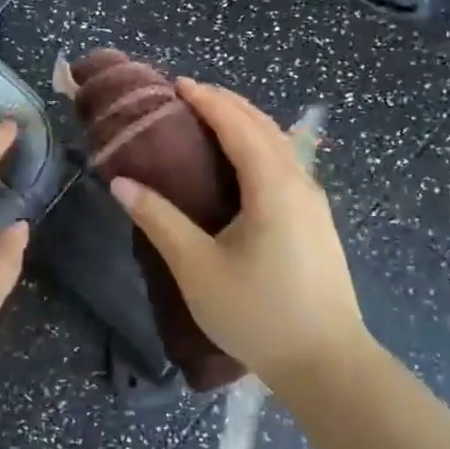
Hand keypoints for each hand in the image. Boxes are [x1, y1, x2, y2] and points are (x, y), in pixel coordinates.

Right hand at [110, 80, 372, 395]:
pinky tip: (245, 164)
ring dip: (247, 123)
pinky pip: (287, 164)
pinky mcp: (318, 223)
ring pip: (281, 145)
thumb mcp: (197, 268)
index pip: (238, 125)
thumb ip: (159, 221)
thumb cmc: (257, 314)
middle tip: (190, 95)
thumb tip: (121, 183)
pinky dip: (261, 146)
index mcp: (272, 186)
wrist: (327, 364)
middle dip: (228, 103)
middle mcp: (300, 183)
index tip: (177, 84)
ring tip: (213, 119)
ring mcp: (314, 203)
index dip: (207, 100)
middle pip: (264, 126)